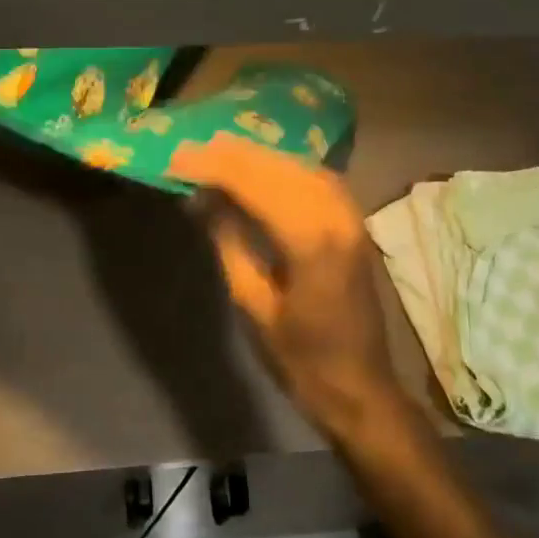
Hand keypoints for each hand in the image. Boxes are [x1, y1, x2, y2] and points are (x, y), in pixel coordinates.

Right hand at [168, 133, 411, 444]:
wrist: (361, 388)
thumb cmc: (301, 358)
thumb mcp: (253, 305)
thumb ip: (229, 243)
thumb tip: (202, 199)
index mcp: (310, 242)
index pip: (256, 184)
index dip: (214, 168)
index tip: (177, 160)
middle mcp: (336, 217)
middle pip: (279, 168)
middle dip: (232, 155)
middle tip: (190, 149)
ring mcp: (350, 218)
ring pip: (300, 167)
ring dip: (258, 156)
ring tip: (218, 150)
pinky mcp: (353, 224)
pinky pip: (316, 178)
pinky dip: (284, 166)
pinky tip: (262, 167)